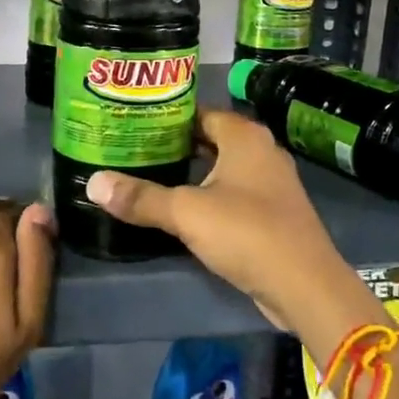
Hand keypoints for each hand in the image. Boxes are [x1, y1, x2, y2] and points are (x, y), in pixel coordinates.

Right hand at [84, 110, 386, 350]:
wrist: (305, 285)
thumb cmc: (247, 233)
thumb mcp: (187, 213)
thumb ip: (141, 197)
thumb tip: (93, 183)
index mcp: (244, 136)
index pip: (198, 112)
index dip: (166, 117)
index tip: (132, 123)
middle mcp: (261, 150)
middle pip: (209, 139)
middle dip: (173, 145)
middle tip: (132, 150)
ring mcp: (270, 182)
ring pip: (221, 168)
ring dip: (190, 172)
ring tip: (148, 176)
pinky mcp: (272, 212)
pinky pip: (233, 192)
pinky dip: (208, 195)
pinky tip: (181, 209)